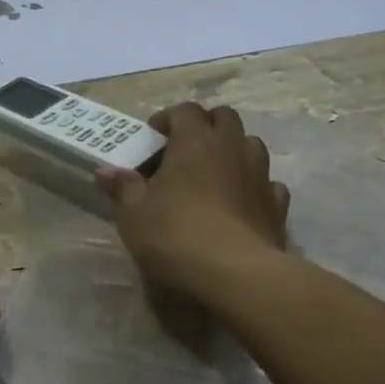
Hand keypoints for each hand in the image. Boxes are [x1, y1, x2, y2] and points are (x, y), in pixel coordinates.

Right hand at [96, 104, 290, 300]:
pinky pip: (268, 183)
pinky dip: (253, 186)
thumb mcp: (133, 213)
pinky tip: (240, 202)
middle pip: (224, 117)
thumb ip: (122, 187)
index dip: (167, 119)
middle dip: (205, 126)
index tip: (152, 138)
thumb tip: (106, 171)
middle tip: (183, 149)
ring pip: (251, 145)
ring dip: (232, 151)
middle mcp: (232, 147)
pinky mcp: (277, 205)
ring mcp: (260, 175)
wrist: (234, 272)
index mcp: (195, 140)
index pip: (185, 111)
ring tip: (213, 174)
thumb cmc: (175, 233)